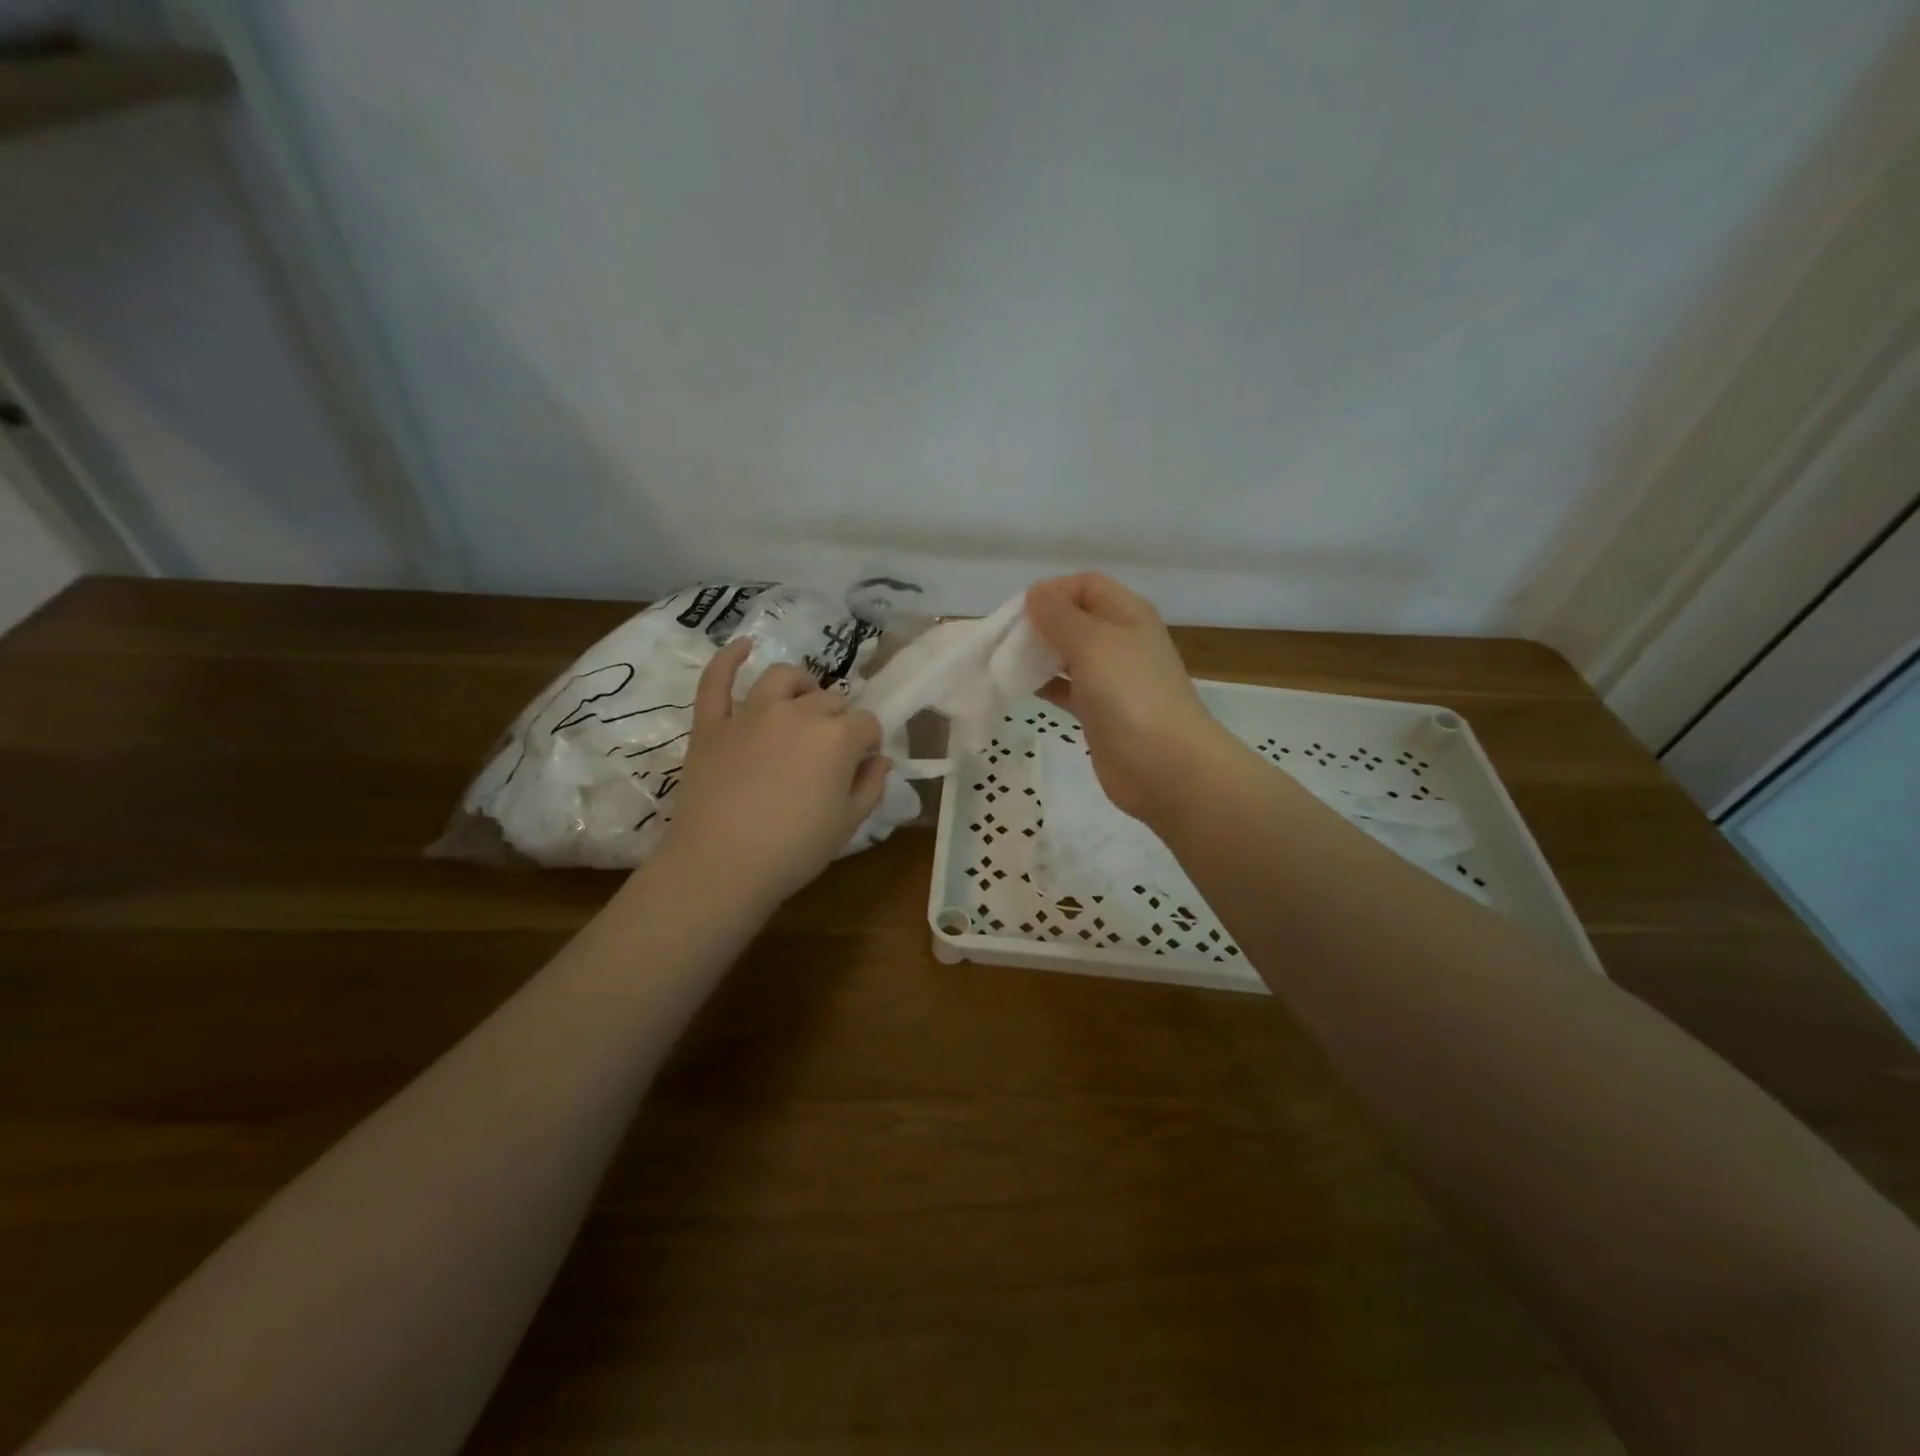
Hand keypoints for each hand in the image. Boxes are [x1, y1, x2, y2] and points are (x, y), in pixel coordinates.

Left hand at [658, 639, 890, 909]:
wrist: (720, 867)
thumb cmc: (793, 851)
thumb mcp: (848, 824)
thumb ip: (870, 785)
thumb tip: (880, 759)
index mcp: (836, 738)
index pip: (867, 724)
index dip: (869, 742)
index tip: (863, 765)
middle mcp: (797, 712)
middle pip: (830, 700)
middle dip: (839, 720)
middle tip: (832, 752)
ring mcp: (750, 713)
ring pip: (783, 678)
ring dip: (801, 686)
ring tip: (802, 704)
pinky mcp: (712, 723)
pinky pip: (717, 680)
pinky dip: (729, 659)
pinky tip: (743, 646)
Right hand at [1025, 573, 1235, 823]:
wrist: (1164, 765)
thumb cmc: (1129, 693)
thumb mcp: (1092, 642)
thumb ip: (1059, 615)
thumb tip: (1036, 591)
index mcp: (1127, 614)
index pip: (1086, 585)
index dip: (1053, 591)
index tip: (1021, 612)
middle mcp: (1121, 641)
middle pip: (1075, 619)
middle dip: (1040, 624)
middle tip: (1007, 640)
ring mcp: (1112, 679)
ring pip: (1068, 655)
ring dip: (1039, 655)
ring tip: (1006, 663)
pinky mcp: (1100, 712)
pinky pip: (1067, 688)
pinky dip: (1045, 685)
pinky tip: (1021, 689)